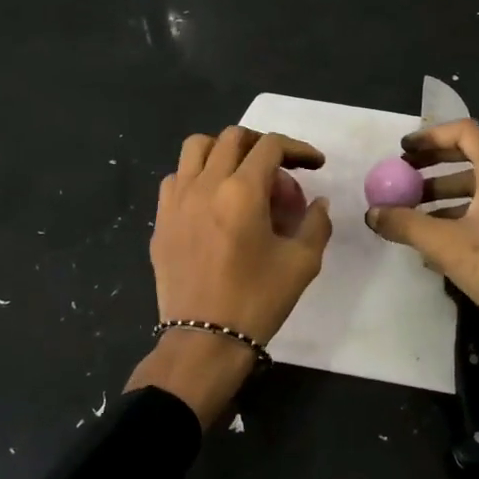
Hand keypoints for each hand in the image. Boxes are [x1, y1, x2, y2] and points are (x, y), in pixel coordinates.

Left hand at [128, 126, 331, 425]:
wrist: (205, 340)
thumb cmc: (258, 300)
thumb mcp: (302, 263)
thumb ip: (316, 223)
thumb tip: (317, 201)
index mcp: (242, 191)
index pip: (270, 146)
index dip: (298, 148)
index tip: (314, 164)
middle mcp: (205, 184)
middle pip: (233, 138)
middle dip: (262, 145)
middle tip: (280, 170)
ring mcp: (176, 200)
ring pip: (196, 148)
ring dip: (223, 150)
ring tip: (240, 174)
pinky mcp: (161, 220)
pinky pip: (176, 178)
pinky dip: (196, 176)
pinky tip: (211, 200)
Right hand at [364, 119, 478, 389]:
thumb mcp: (445, 245)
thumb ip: (405, 224)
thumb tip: (372, 213)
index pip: (465, 132)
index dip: (430, 136)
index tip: (402, 151)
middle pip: (471, 157)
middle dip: (433, 165)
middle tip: (402, 176)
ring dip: (443, 194)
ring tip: (411, 214)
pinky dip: (461, 215)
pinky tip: (436, 243)